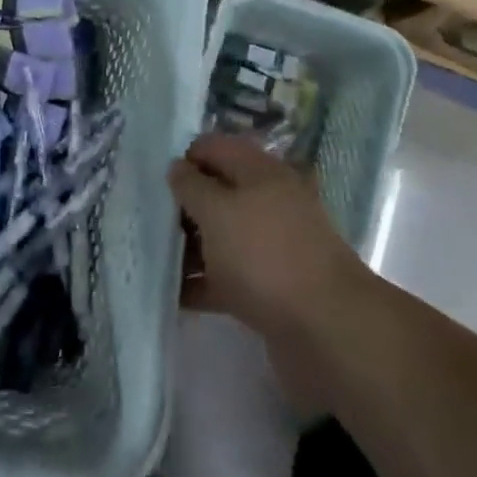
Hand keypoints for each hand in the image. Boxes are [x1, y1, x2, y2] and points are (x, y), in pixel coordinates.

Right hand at [169, 133, 369, 345]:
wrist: (327, 329)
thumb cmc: (264, 256)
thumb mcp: (217, 212)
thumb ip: (191, 186)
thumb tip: (177, 167)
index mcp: (260, 171)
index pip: (215, 147)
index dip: (184, 160)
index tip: (154, 184)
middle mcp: (269, 201)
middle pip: (219, 192)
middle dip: (185, 207)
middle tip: (148, 223)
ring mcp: (273, 245)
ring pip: (223, 236)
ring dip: (191, 247)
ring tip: (153, 261)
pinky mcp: (273, 286)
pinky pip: (230, 276)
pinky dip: (204, 283)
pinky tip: (175, 296)